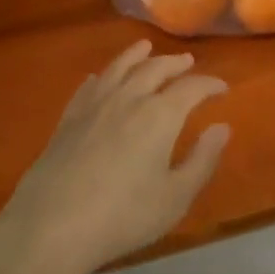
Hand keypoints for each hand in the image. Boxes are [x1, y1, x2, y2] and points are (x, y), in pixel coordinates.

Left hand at [0, 39, 230, 273]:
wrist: (52, 226)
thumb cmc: (123, 216)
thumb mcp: (175, 197)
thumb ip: (202, 160)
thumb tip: (222, 127)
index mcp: (160, 115)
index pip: (192, 88)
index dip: (210, 84)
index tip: (222, 87)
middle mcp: (129, 98)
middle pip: (156, 69)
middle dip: (175, 63)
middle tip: (188, 61)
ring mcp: (95, 105)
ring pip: (120, 68)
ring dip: (136, 55)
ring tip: (145, 47)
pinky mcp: (69, 118)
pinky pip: (89, 86)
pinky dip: (101, 76)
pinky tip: (100, 77)